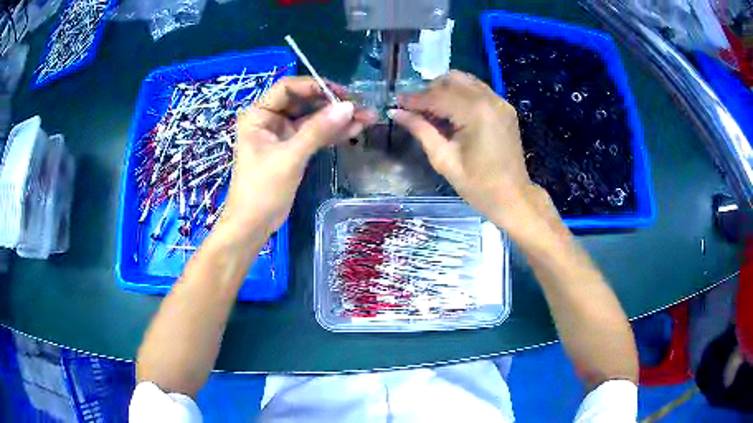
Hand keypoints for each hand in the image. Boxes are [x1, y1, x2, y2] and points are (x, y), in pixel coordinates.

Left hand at [220, 77, 374, 237]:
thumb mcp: (290, 157)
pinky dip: (332, 133)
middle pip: (304, 102)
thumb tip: (349, 107)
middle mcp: (270, 119)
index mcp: (259, 115)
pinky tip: (354, 131)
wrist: (253, 225)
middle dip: (332, 103)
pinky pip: (315, 135)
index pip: (288, 88)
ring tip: (367, 118)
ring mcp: (282, 135)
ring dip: (337, 119)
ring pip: (313, 119)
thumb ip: (318, 130)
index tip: (341, 93)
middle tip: (361, 107)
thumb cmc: (262, 189)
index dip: (315, 86)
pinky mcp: (293, 149)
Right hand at [391, 71, 531, 220]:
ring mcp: (500, 101)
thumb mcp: (444, 160)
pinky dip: (461, 94)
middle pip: (451, 80)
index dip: (414, 99)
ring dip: (445, 89)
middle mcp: (489, 99)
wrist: (513, 197)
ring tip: (432, 109)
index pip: (437, 96)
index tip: (396, 102)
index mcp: (475, 113)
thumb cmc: (478, 186)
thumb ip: (421, 130)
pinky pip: (477, 89)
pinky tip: (452, 112)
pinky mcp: (504, 107)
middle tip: (415, 108)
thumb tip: (396, 112)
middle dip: (429, 90)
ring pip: (465, 80)